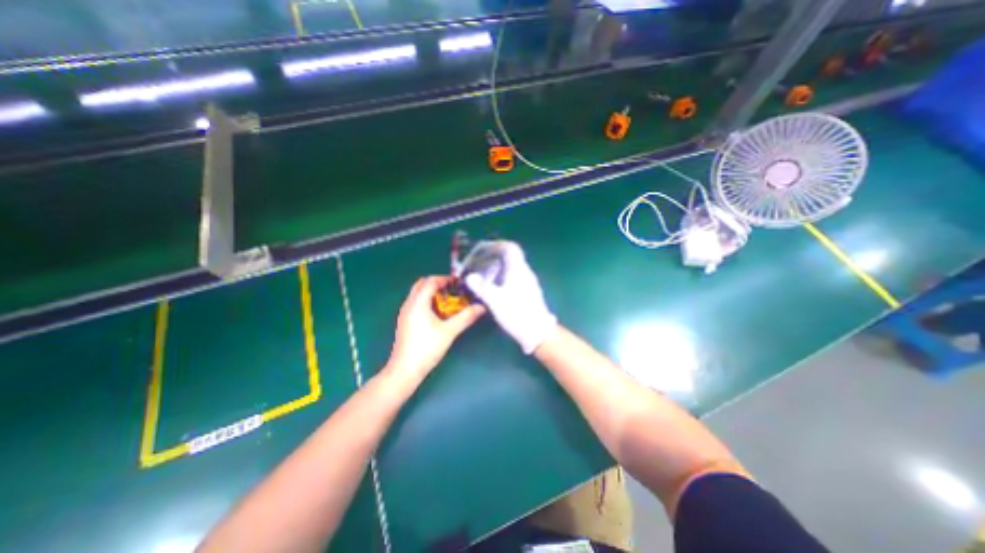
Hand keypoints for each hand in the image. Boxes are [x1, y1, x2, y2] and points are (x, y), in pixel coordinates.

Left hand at [389, 275, 487, 384]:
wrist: (404, 370)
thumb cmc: (426, 349)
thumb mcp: (449, 332)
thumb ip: (465, 317)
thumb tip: (481, 307)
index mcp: (418, 303)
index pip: (430, 281)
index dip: (445, 279)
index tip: (458, 283)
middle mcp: (409, 304)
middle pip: (422, 284)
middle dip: (437, 283)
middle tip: (453, 290)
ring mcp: (404, 313)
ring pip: (417, 293)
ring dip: (431, 292)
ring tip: (448, 300)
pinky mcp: (404, 321)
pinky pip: (415, 303)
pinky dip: (426, 300)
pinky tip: (437, 313)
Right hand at [463, 242, 552, 354]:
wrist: (538, 332)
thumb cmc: (517, 313)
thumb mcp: (495, 300)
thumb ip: (481, 287)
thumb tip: (469, 277)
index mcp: (519, 269)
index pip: (511, 248)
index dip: (498, 244)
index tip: (485, 249)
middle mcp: (525, 272)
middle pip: (511, 257)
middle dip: (495, 256)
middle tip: (479, 262)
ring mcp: (529, 283)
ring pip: (512, 268)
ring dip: (498, 267)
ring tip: (483, 274)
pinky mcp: (529, 292)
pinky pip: (514, 277)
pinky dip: (503, 277)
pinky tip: (494, 287)